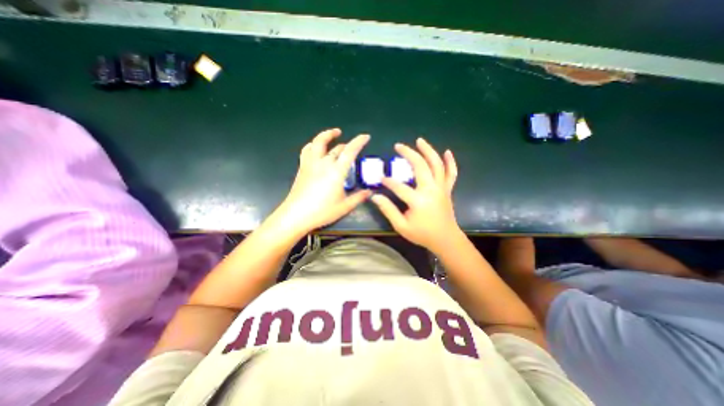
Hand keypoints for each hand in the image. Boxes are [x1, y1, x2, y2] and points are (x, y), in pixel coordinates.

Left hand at [275, 127, 370, 234]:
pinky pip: (307, 150)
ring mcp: (311, 164)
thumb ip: (358, 197)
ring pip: (318, 143)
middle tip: (352, 146)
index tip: (366, 136)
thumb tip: (369, 192)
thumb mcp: (344, 206)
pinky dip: (313, 145)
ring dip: (327, 135)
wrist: (296, 215)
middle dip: (346, 144)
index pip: (350, 151)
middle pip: (336, 148)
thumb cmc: (322, 211)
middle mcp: (324, 163)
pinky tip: (316, 147)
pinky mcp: (302, 168)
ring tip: (334, 133)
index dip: (359, 141)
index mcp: (336, 171)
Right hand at [370, 137, 459, 252]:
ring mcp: (441, 188)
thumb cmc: (422, 234)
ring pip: (437, 165)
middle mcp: (431, 190)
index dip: (388, 182)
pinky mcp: (447, 189)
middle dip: (409, 154)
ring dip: (428, 151)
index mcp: (418, 201)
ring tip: (419, 140)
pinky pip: (451, 173)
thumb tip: (375, 197)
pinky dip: (450, 162)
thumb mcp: (401, 226)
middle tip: (398, 146)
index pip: (399, 187)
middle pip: (420, 166)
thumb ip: (388, 210)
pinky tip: (447, 152)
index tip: (380, 179)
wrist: (445, 240)